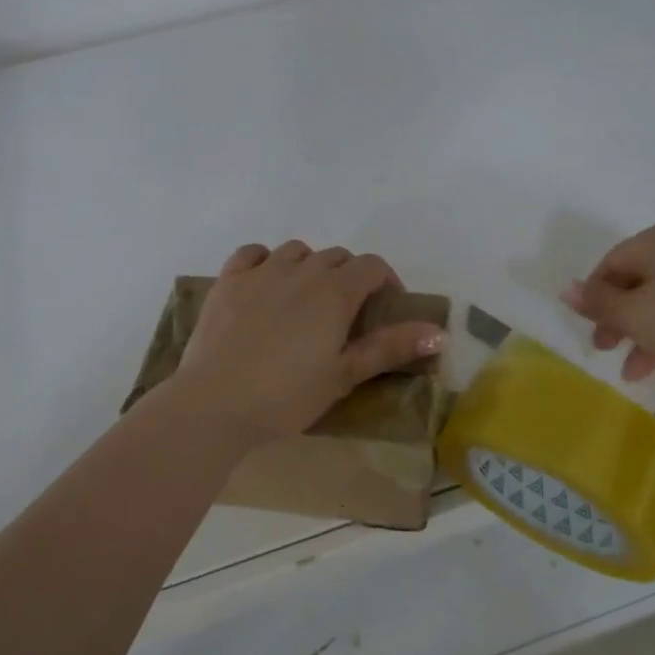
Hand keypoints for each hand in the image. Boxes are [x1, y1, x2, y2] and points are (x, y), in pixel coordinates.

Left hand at [175, 241, 448, 443]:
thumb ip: (390, 348)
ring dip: (310, 266)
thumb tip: (440, 332)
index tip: (385, 307)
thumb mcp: (344, 375)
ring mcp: (261, 271)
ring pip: (297, 251)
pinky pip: (253, 254)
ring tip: (306, 299)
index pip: (371, 266)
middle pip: (336, 257)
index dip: (385, 281)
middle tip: (346, 314)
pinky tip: (266, 283)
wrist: (215, 403)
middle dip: (349, 276)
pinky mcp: (228, 280)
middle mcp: (301, 270)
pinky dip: (266, 261)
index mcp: (334, 291)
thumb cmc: (286, 395)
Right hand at [562, 223, 654, 387]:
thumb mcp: (635, 315)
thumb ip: (598, 303)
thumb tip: (565, 289)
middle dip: (619, 322)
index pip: (610, 264)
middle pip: (636, 284)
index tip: (593, 333)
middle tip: (608, 351)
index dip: (595, 299)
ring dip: (644, 337)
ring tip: (638, 374)